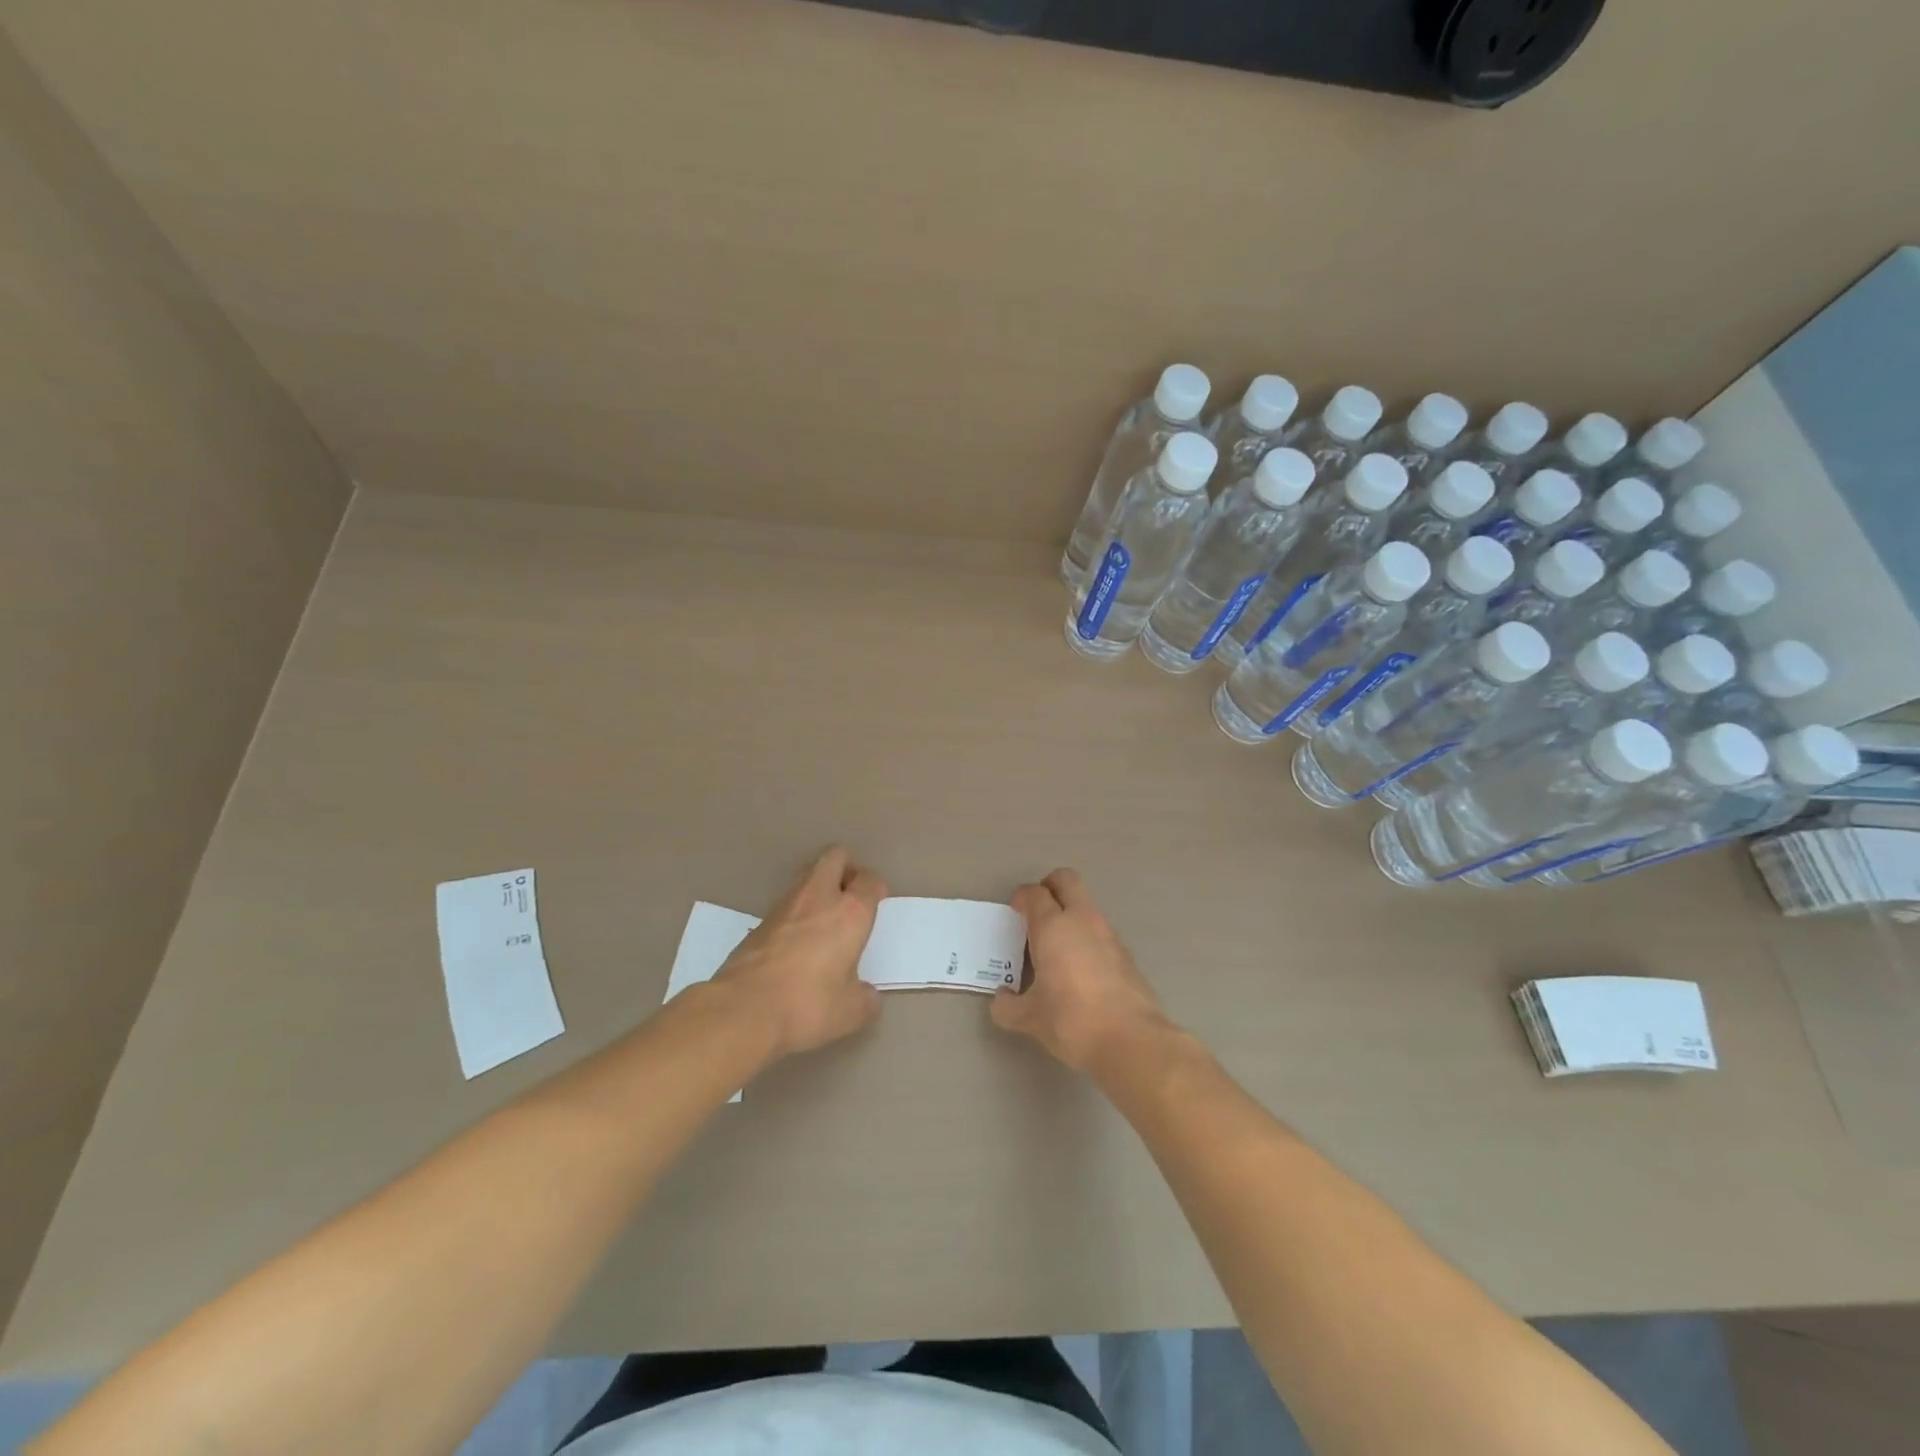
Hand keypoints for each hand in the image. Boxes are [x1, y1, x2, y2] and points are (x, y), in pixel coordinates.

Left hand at [716, 846, 885, 1057]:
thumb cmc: (808, 1005)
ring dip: (820, 889)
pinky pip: (787, 904)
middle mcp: (819, 898)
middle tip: (851, 896)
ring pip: (807, 876)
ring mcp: (784, 906)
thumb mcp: (851, 1013)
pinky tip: (797, 943)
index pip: (869, 880)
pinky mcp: (759, 922)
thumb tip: (865, 994)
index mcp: (850, 913)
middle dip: (847, 868)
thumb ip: (866, 998)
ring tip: (825, 922)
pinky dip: (797, 913)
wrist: (743, 1011)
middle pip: (835, 857)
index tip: (876, 905)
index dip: (876, 888)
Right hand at [992, 869, 1170, 1071]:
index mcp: (1052, 927)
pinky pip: (1100, 932)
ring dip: (1071, 914)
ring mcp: (1108, 934)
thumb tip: (1001, 1000)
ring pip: (1086, 906)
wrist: (1131, 1040)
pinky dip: (1087, 939)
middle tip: (1038, 909)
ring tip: (1057, 947)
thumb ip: (1008, 1006)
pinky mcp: (1126, 954)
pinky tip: (1081, 970)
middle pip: (1066, 880)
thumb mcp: (1029, 1018)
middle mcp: (1081, 920)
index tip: (1015, 911)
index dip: (1022, 897)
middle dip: (1050, 886)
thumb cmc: (1071, 1020)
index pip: (1035, 893)